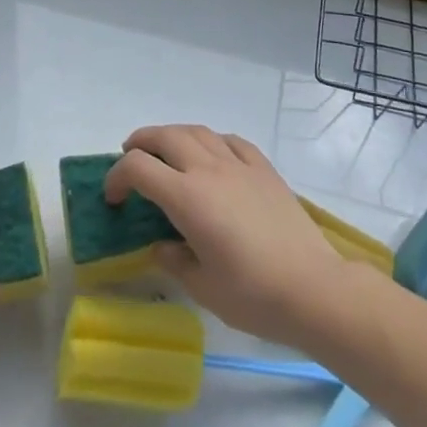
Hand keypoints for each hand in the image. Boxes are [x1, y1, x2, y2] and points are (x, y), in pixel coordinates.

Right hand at [104, 125, 348, 346]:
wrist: (313, 288)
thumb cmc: (253, 295)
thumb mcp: (202, 288)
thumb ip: (174, 260)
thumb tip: (162, 245)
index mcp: (187, 198)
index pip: (138, 168)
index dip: (117, 177)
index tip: (113, 198)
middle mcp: (209, 170)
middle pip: (165, 136)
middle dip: (140, 142)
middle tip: (131, 158)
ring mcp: (239, 165)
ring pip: (197, 131)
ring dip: (174, 135)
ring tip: (167, 152)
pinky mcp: (264, 169)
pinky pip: (231, 141)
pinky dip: (212, 141)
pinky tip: (213, 156)